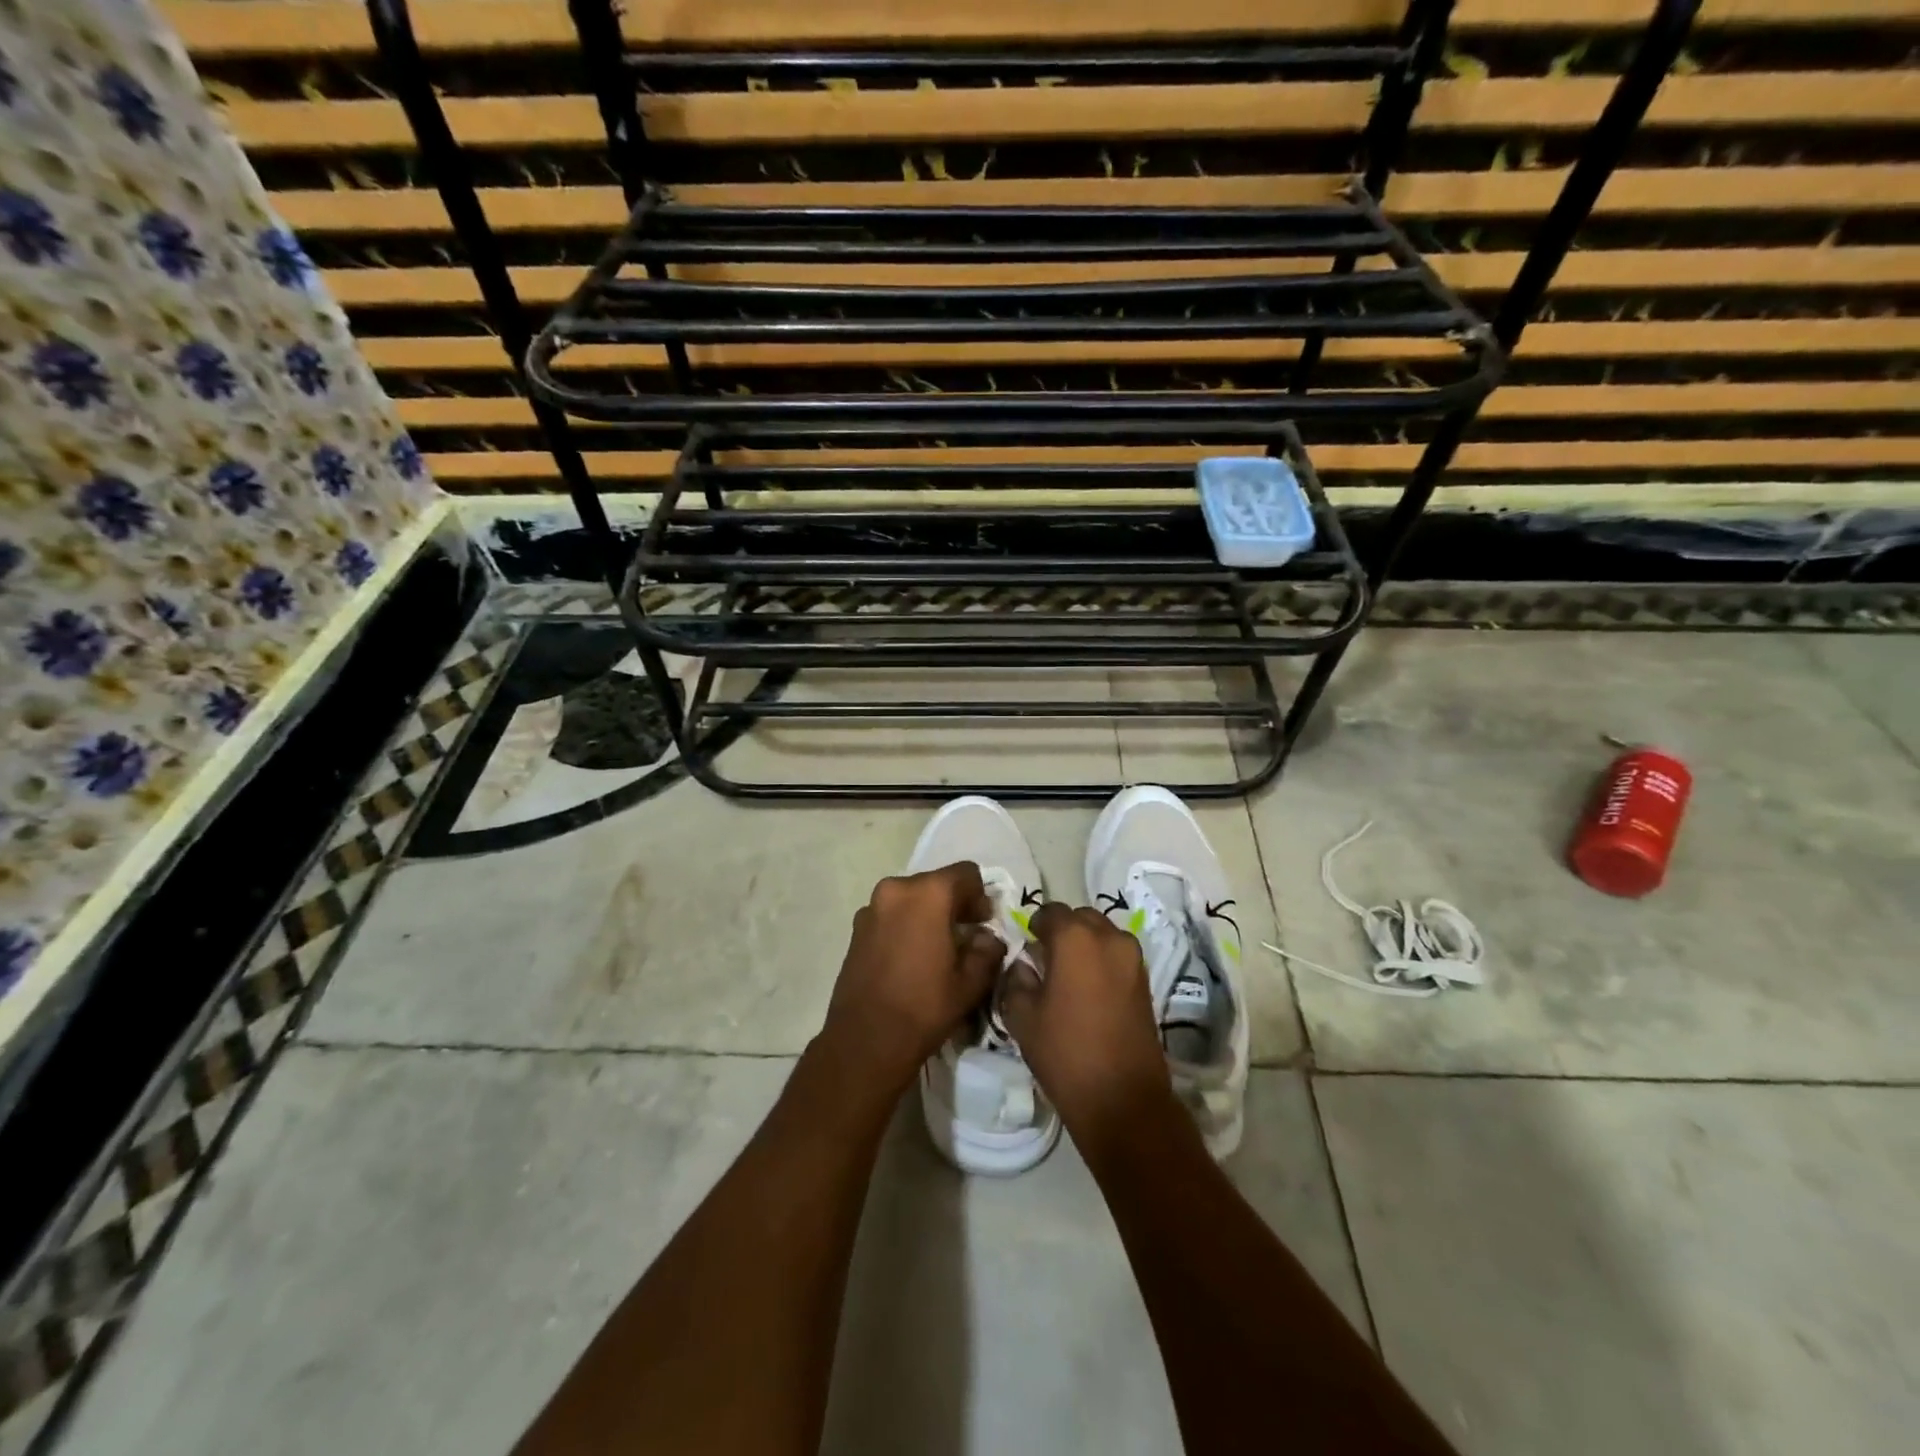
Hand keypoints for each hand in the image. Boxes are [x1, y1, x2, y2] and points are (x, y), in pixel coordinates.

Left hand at [819, 862, 1003, 1096]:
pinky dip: (906, 926)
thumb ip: (988, 950)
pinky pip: (891, 915)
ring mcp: (871, 907)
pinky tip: (911, 959)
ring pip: (912, 899)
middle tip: (966, 937)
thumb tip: (987, 938)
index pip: (967, 873)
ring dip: (928, 915)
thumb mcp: (971, 982)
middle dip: (955, 905)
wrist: (866, 1039)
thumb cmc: (924, 1006)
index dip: (981, 896)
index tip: (984, 924)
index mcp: (929, 893)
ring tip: (936, 950)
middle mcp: (896, 889)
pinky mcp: (856, 928)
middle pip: (937, 883)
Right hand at [1000, 903, 1172, 1152]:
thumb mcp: (1022, 1017)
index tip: (1026, 943)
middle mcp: (1108, 937)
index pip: (1050, 912)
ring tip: (1068, 974)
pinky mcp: (1145, 980)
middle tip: (1045, 957)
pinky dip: (1102, 960)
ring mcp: (1132, 958)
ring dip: (1085, 943)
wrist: (1122, 1098)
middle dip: (1062, 930)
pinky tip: (1088, 988)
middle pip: (1080, 917)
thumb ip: (1016, 980)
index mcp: (1075, 938)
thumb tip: (1024, 966)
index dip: (1034, 925)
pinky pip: (1118, 954)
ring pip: (1103, 934)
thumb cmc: (1065, 1052)